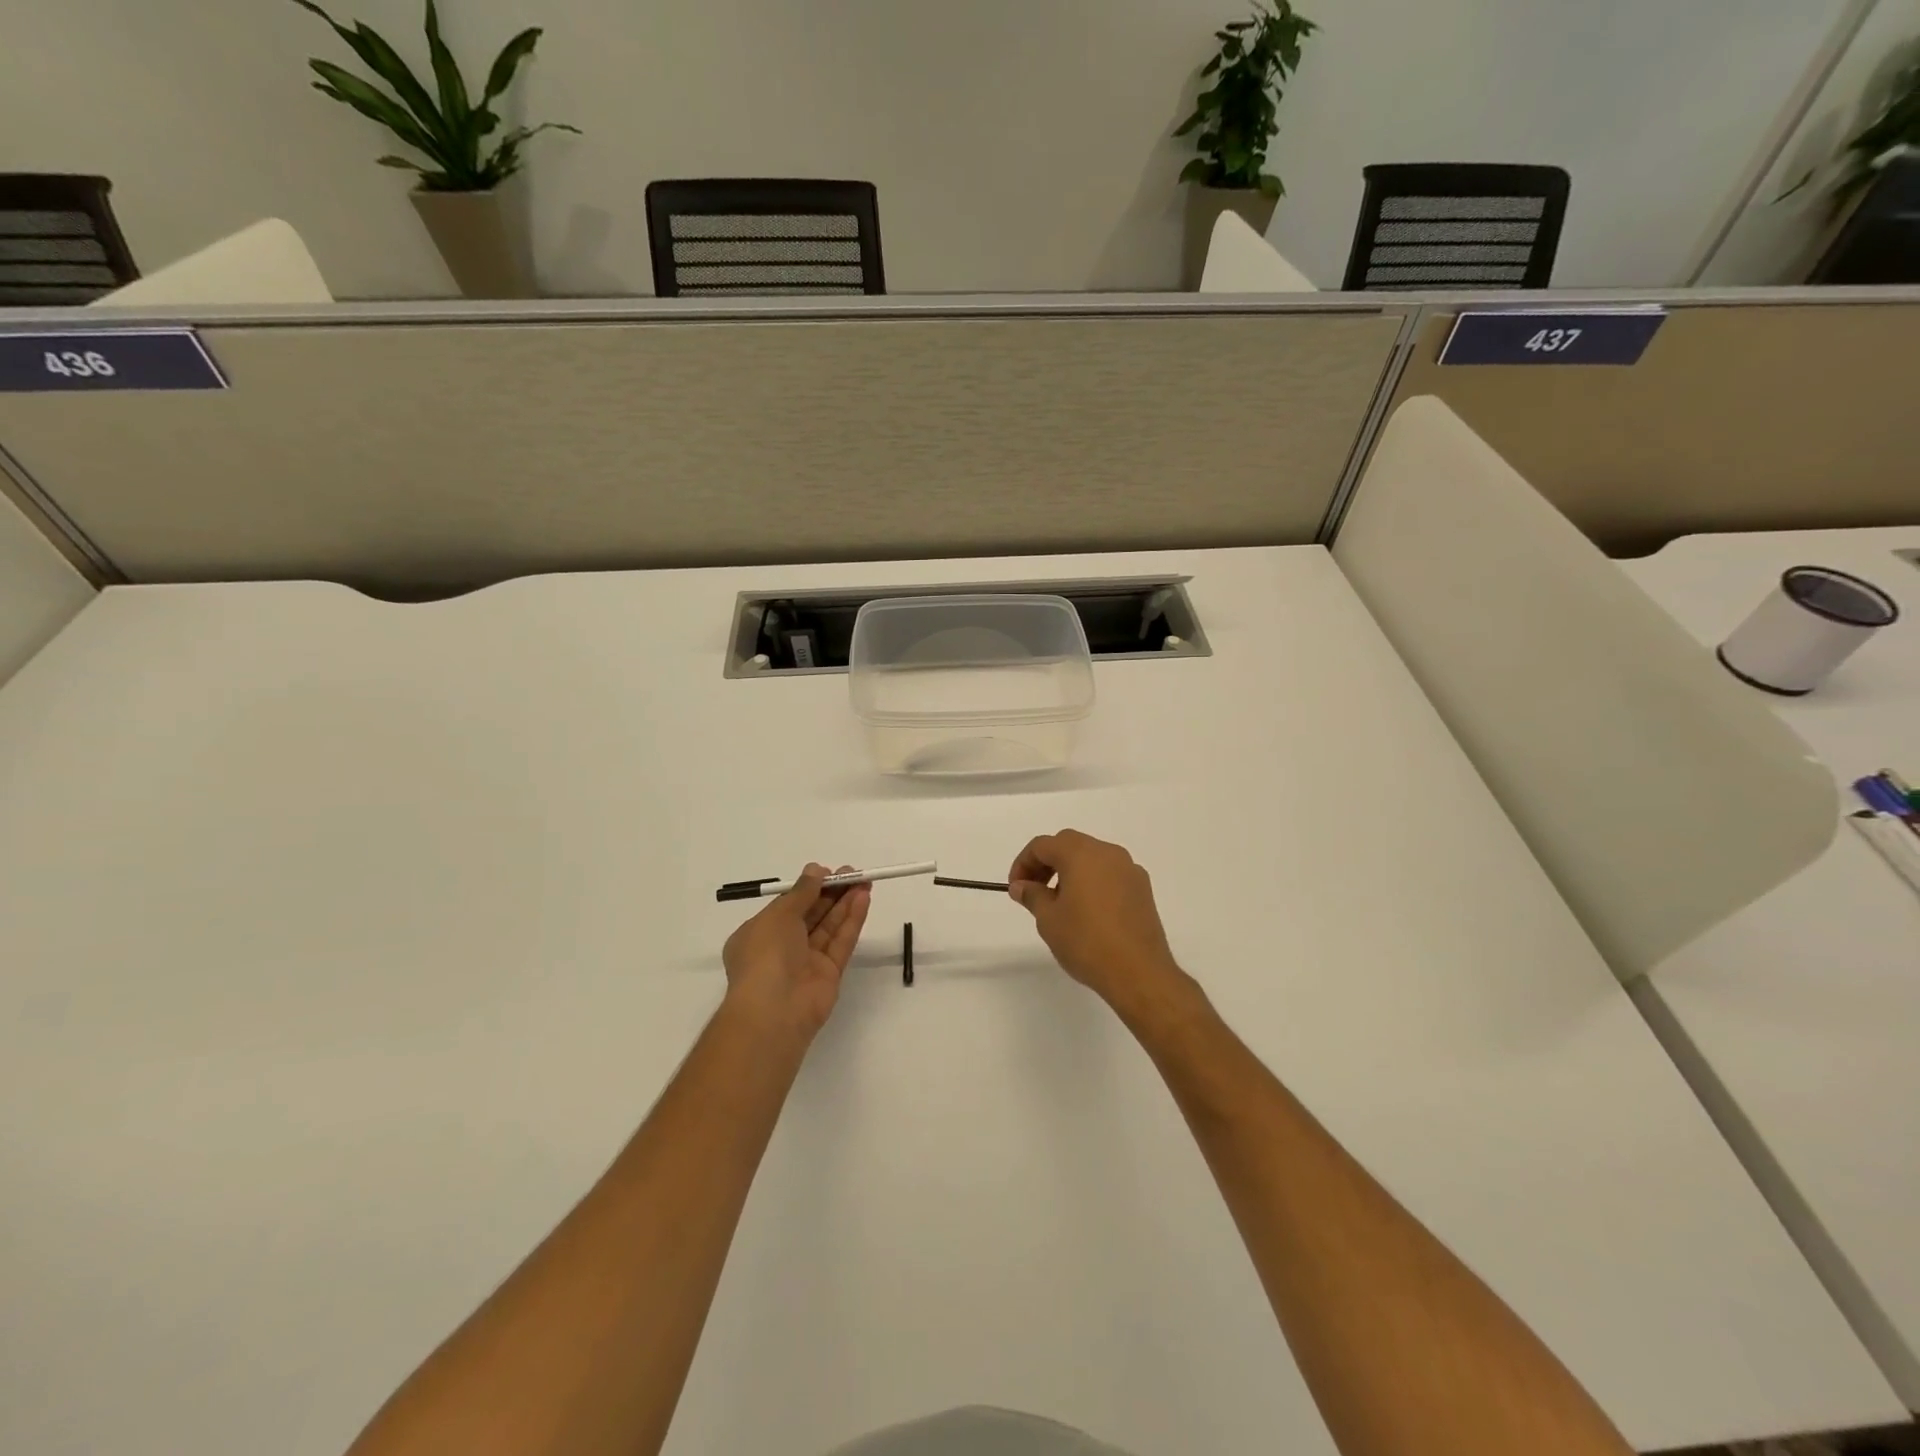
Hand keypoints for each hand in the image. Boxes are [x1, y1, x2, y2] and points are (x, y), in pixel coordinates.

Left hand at [722, 864, 870, 1040]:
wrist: (774, 1011)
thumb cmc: (765, 956)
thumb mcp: (778, 915)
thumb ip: (801, 892)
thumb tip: (815, 870)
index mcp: (759, 934)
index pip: (787, 906)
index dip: (808, 888)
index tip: (828, 872)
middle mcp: (782, 948)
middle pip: (812, 914)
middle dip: (831, 892)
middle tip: (853, 872)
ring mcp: (806, 962)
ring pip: (829, 926)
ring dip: (845, 903)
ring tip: (865, 880)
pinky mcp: (829, 974)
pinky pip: (841, 942)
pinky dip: (852, 921)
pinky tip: (863, 899)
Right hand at [1007, 830, 1186, 1012]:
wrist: (1139, 972)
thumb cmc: (1086, 942)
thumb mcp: (1048, 919)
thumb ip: (1032, 895)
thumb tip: (1021, 886)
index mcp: (1081, 854)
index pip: (1043, 845)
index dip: (1023, 863)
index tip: (1017, 889)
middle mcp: (1108, 853)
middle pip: (1069, 845)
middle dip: (1047, 863)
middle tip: (1034, 890)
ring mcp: (1129, 869)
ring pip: (1092, 858)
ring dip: (1070, 871)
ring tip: (1060, 903)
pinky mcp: (1143, 889)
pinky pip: (1110, 874)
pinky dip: (1093, 882)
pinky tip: (1088, 911)